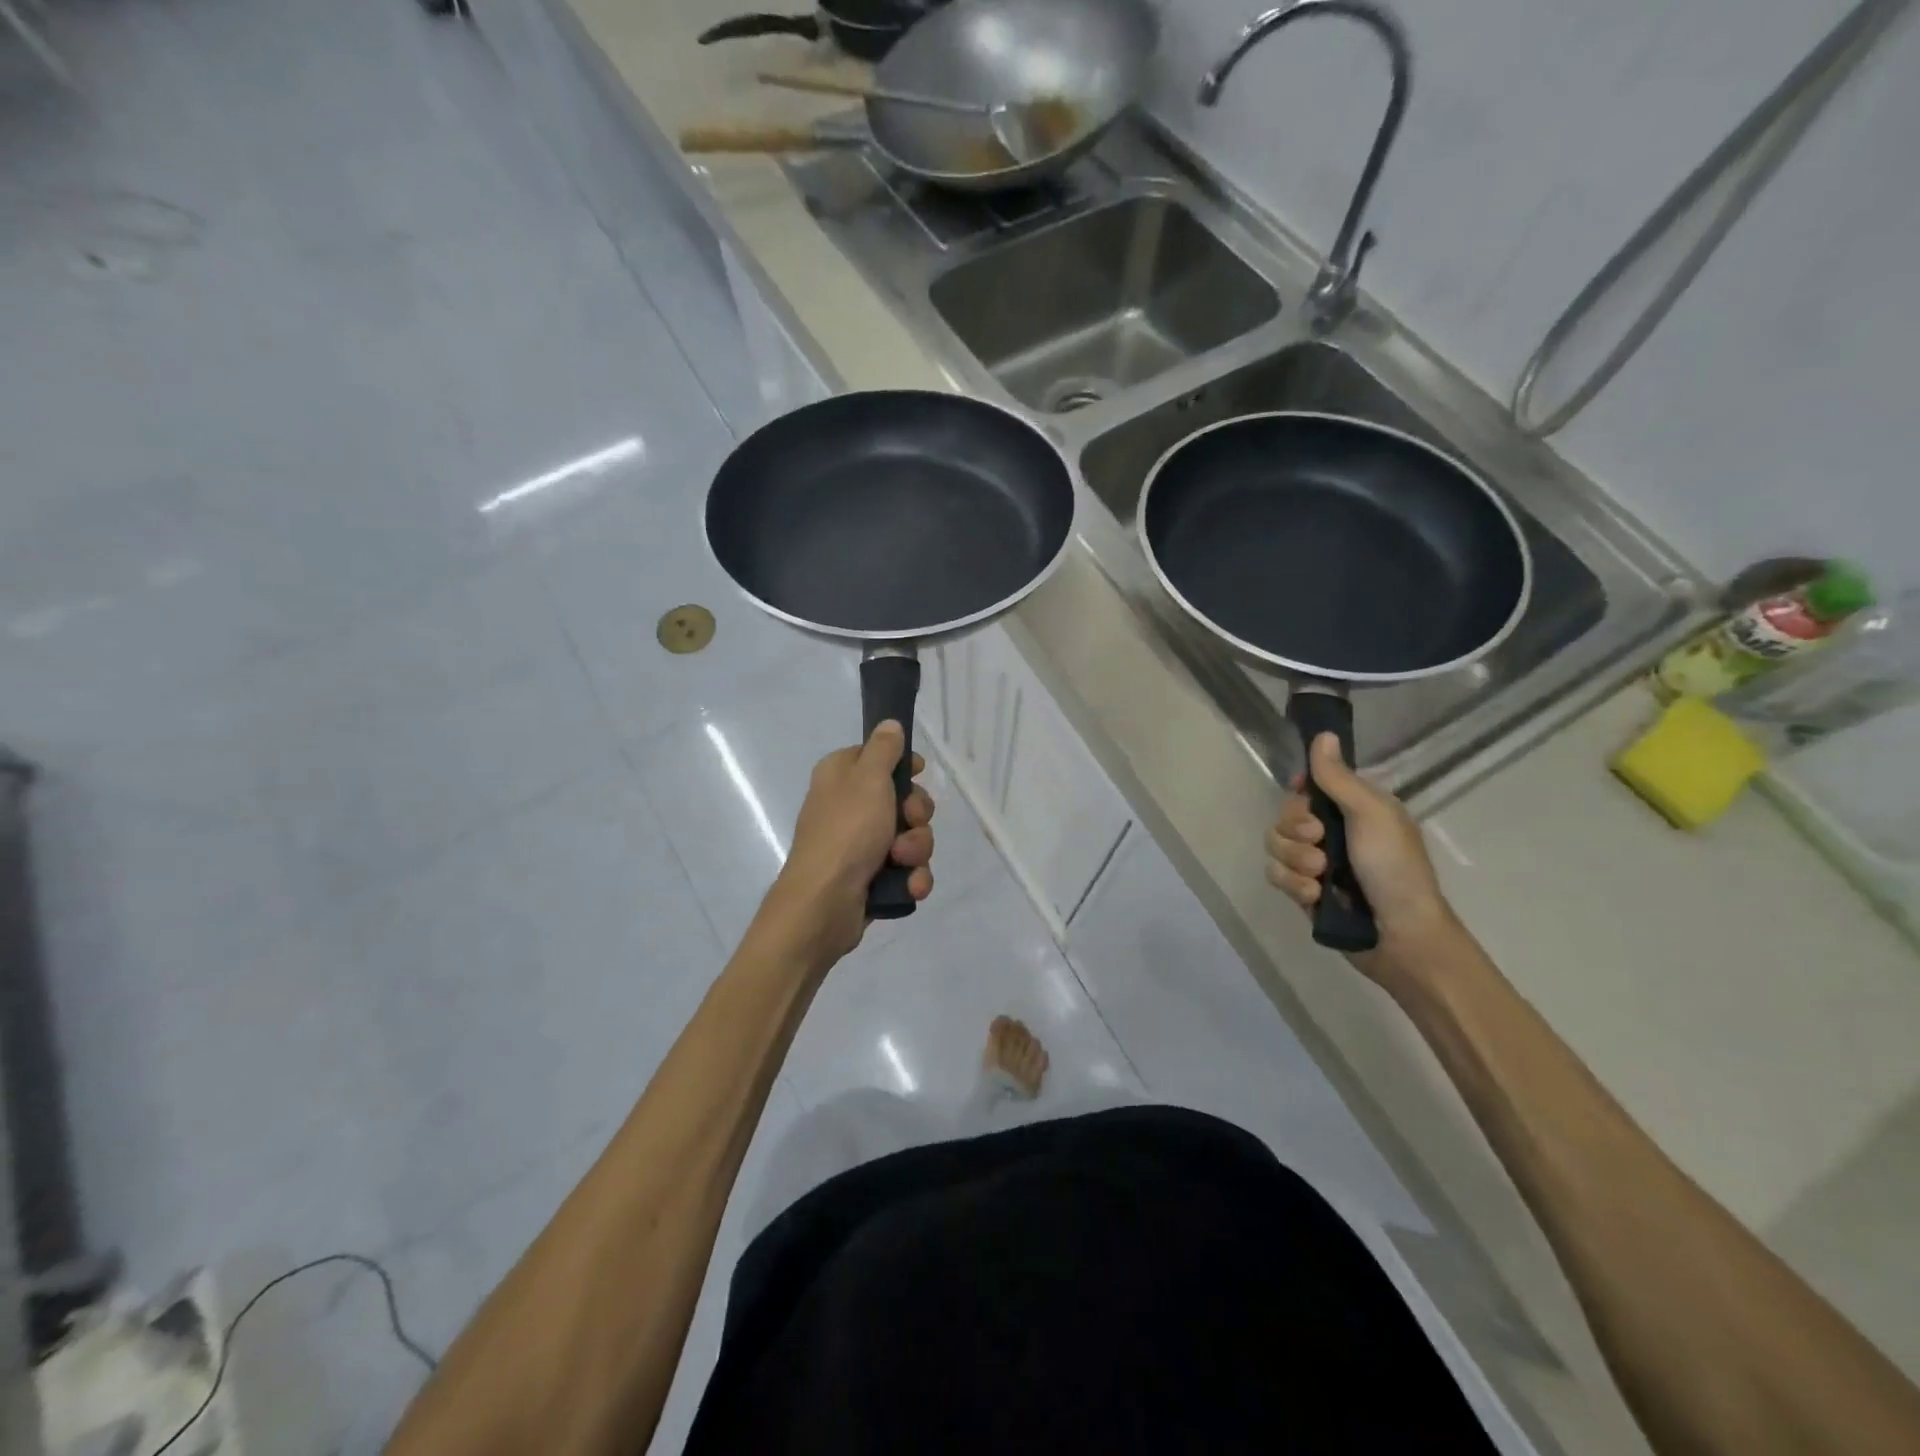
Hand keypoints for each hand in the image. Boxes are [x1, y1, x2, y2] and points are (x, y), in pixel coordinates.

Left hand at [759, 721, 934, 963]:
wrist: (825, 902)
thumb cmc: (846, 831)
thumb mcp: (868, 778)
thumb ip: (883, 749)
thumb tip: (889, 723)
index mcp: (841, 776)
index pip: (879, 758)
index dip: (904, 767)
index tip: (917, 774)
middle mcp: (849, 807)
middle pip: (904, 800)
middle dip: (916, 816)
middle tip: (908, 822)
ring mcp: (860, 845)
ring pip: (910, 837)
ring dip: (916, 849)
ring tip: (902, 862)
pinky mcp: (871, 877)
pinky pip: (906, 870)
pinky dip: (911, 877)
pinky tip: (908, 885)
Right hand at [1265, 732, 1452, 970]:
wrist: (1400, 936)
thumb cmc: (1394, 868)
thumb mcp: (1370, 814)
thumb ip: (1338, 778)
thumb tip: (1323, 734)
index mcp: (1353, 808)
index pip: (1308, 786)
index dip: (1299, 793)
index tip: (1305, 798)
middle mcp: (1331, 832)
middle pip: (1284, 815)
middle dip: (1295, 831)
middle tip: (1320, 843)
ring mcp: (1315, 863)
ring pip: (1275, 846)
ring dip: (1295, 861)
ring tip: (1320, 877)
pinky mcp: (1304, 891)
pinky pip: (1276, 875)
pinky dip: (1293, 885)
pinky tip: (1315, 897)